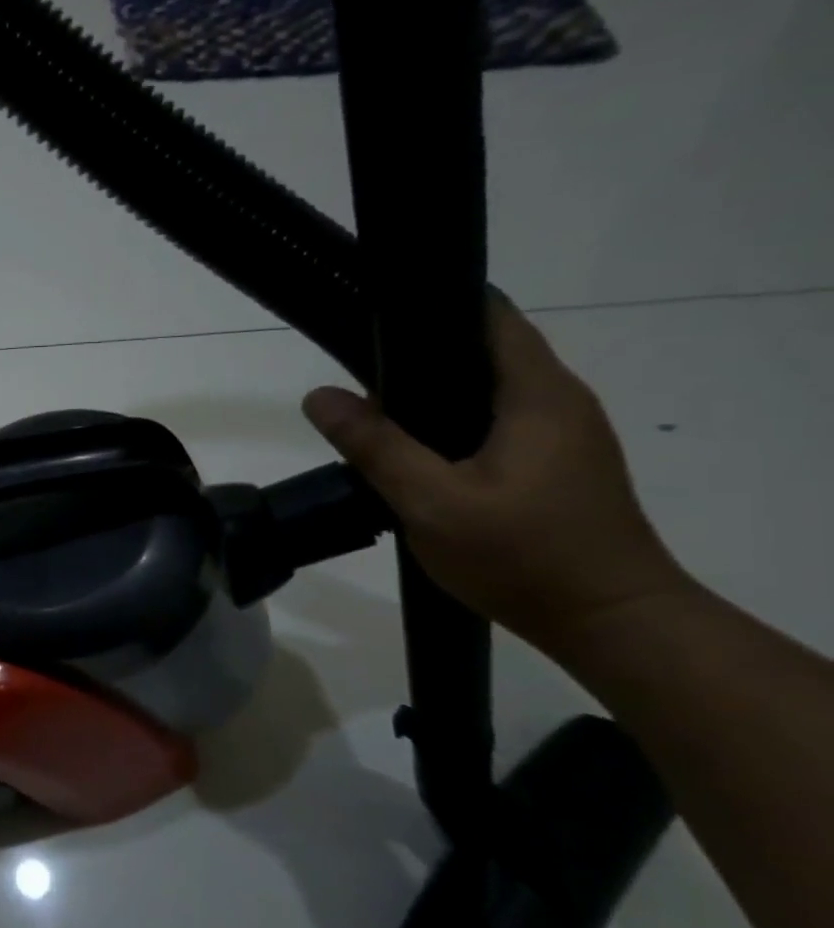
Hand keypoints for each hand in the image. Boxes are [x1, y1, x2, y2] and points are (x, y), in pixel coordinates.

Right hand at [301, 297, 689, 652]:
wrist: (609, 621)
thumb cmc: (523, 555)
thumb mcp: (432, 502)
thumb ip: (375, 446)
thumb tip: (319, 396)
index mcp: (537, 395)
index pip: (491, 318)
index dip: (436, 306)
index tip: (378, 312)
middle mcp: (560, 401)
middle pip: (487, 351)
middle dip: (423, 353)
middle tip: (356, 368)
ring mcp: (564, 435)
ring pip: (490, 391)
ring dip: (436, 393)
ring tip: (375, 410)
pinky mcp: (558, 464)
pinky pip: (498, 421)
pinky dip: (455, 422)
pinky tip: (417, 451)